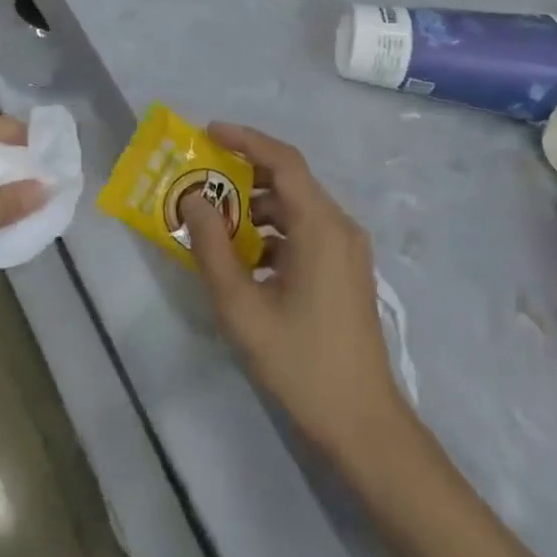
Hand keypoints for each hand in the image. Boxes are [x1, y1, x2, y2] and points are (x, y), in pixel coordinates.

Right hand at [181, 123, 405, 459]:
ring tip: (215, 221)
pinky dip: (273, 232)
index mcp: (321, 226)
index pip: (283, 161)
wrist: (363, 424)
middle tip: (203, 177)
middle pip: (290, 180)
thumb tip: (193, 199)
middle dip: (244, 173)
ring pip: (297, 207)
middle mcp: (340, 226)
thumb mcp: (242, 307)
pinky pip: (306, 231)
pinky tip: (245, 258)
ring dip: (256, 206)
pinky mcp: (346, 270)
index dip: (245, 139)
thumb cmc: (300, 363)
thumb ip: (212, 248)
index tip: (207, 132)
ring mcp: (347, 249)